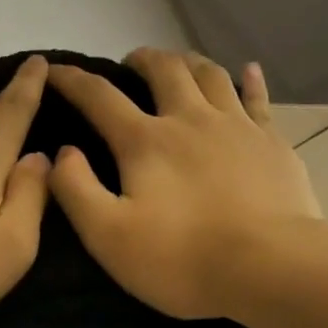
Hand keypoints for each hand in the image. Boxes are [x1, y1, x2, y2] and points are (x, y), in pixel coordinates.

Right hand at [47, 49, 319, 319]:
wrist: (267, 267)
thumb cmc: (181, 259)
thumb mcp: (108, 236)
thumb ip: (77, 191)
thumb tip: (62, 152)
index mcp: (146, 142)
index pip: (100, 98)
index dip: (73, 81)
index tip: (55, 70)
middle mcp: (190, 119)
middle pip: (164, 70)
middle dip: (141, 60)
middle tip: (130, 64)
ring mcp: (237, 127)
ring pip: (210, 75)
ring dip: (189, 62)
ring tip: (179, 64)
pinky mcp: (272, 143)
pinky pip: (258, 99)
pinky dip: (249, 80)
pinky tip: (248, 70)